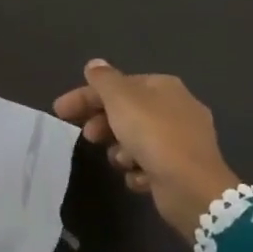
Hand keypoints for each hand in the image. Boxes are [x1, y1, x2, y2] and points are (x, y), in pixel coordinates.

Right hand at [54, 60, 241, 237]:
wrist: (192, 187)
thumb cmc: (153, 135)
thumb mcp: (121, 99)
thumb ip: (103, 80)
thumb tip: (95, 64)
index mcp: (164, 87)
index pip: (118, 85)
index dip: (86, 95)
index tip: (60, 111)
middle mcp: (177, 109)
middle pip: (127, 112)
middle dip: (103, 124)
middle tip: (88, 136)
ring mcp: (182, 141)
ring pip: (137, 140)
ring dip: (121, 150)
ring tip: (121, 161)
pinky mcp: (182, 169)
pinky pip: (150, 164)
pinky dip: (139, 170)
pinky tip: (138, 177)